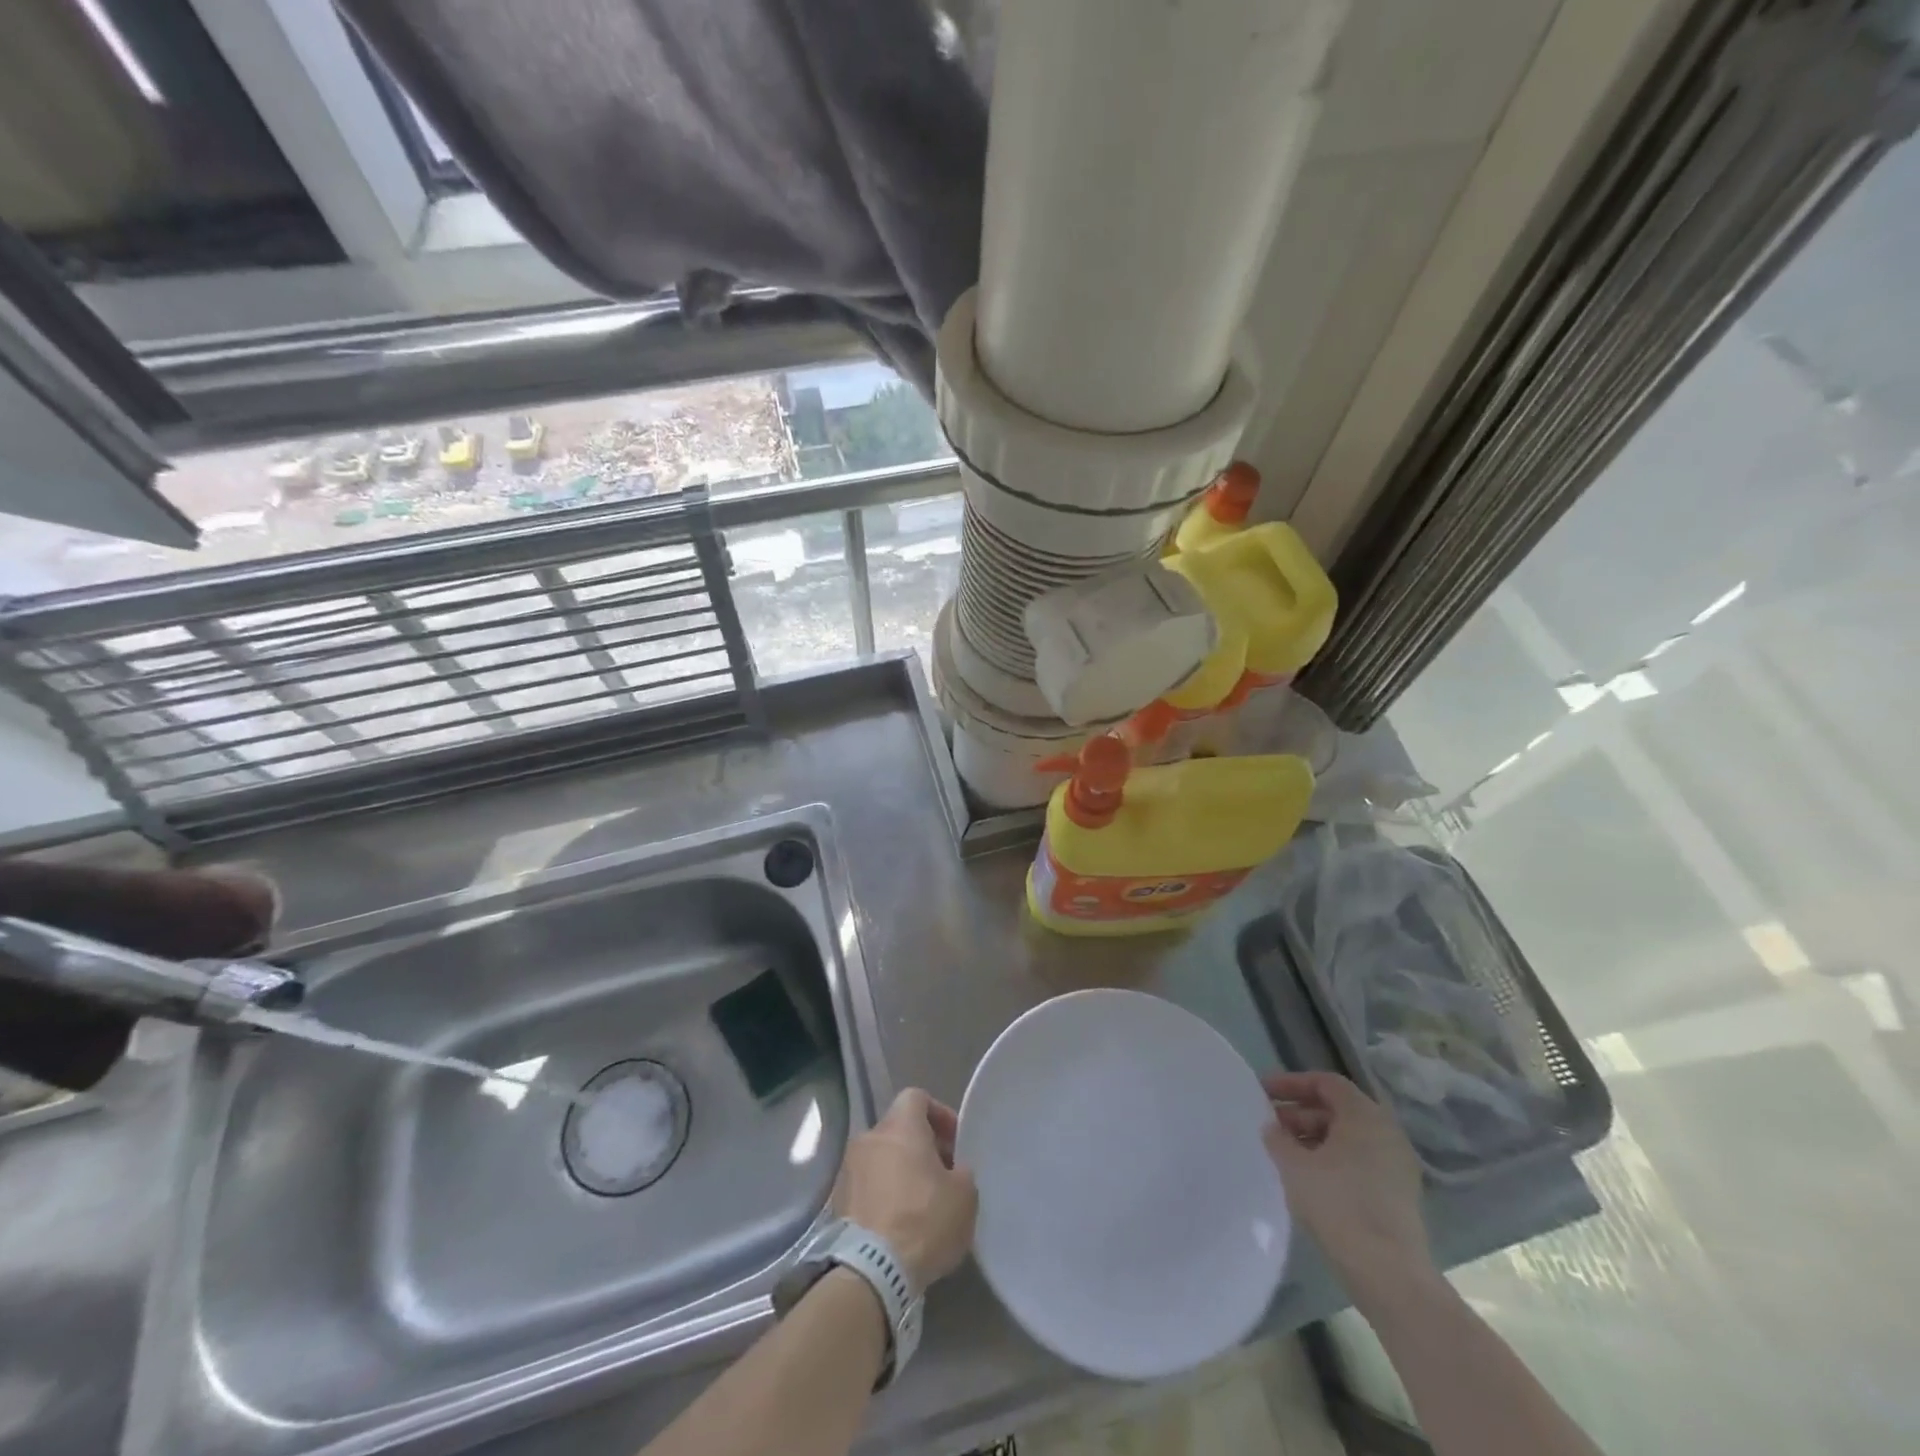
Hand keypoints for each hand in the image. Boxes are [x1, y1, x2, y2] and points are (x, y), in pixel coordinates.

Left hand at [833, 1088, 977, 1290]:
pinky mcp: (836, 1200)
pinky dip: (882, 1194)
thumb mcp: (964, 1196)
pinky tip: (897, 1223)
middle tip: (941, 1175)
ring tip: (919, 1203)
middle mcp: (869, 1137)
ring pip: (880, 1157)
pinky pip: (866, 1185)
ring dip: (899, 1171)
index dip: (938, 1114)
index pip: (916, 1097)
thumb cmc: (923, 1221)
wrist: (870, 1271)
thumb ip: (962, 1171)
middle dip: (920, 1147)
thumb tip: (952, 1171)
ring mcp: (848, 1168)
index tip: (954, 1142)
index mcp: (900, 1126)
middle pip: (898, 1129)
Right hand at [1261, 1071, 1433, 1300]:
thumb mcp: (1294, 1166)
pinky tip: (1310, 1179)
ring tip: (1286, 1154)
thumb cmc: (1338, 1206)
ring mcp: (1398, 1165)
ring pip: (1350, 1137)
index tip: (1263, 1093)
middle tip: (1271, 1126)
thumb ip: (1278, 1138)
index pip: (1326, 1082)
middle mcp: (1387, 1132)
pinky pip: (1361, 1160)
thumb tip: (1273, 1127)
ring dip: (1315, 1138)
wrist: (1389, 1275)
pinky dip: (1334, 1159)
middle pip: (1338, 1109)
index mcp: (1365, 1115)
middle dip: (1301, 1113)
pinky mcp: (1400, 1193)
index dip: (1292, 1083)